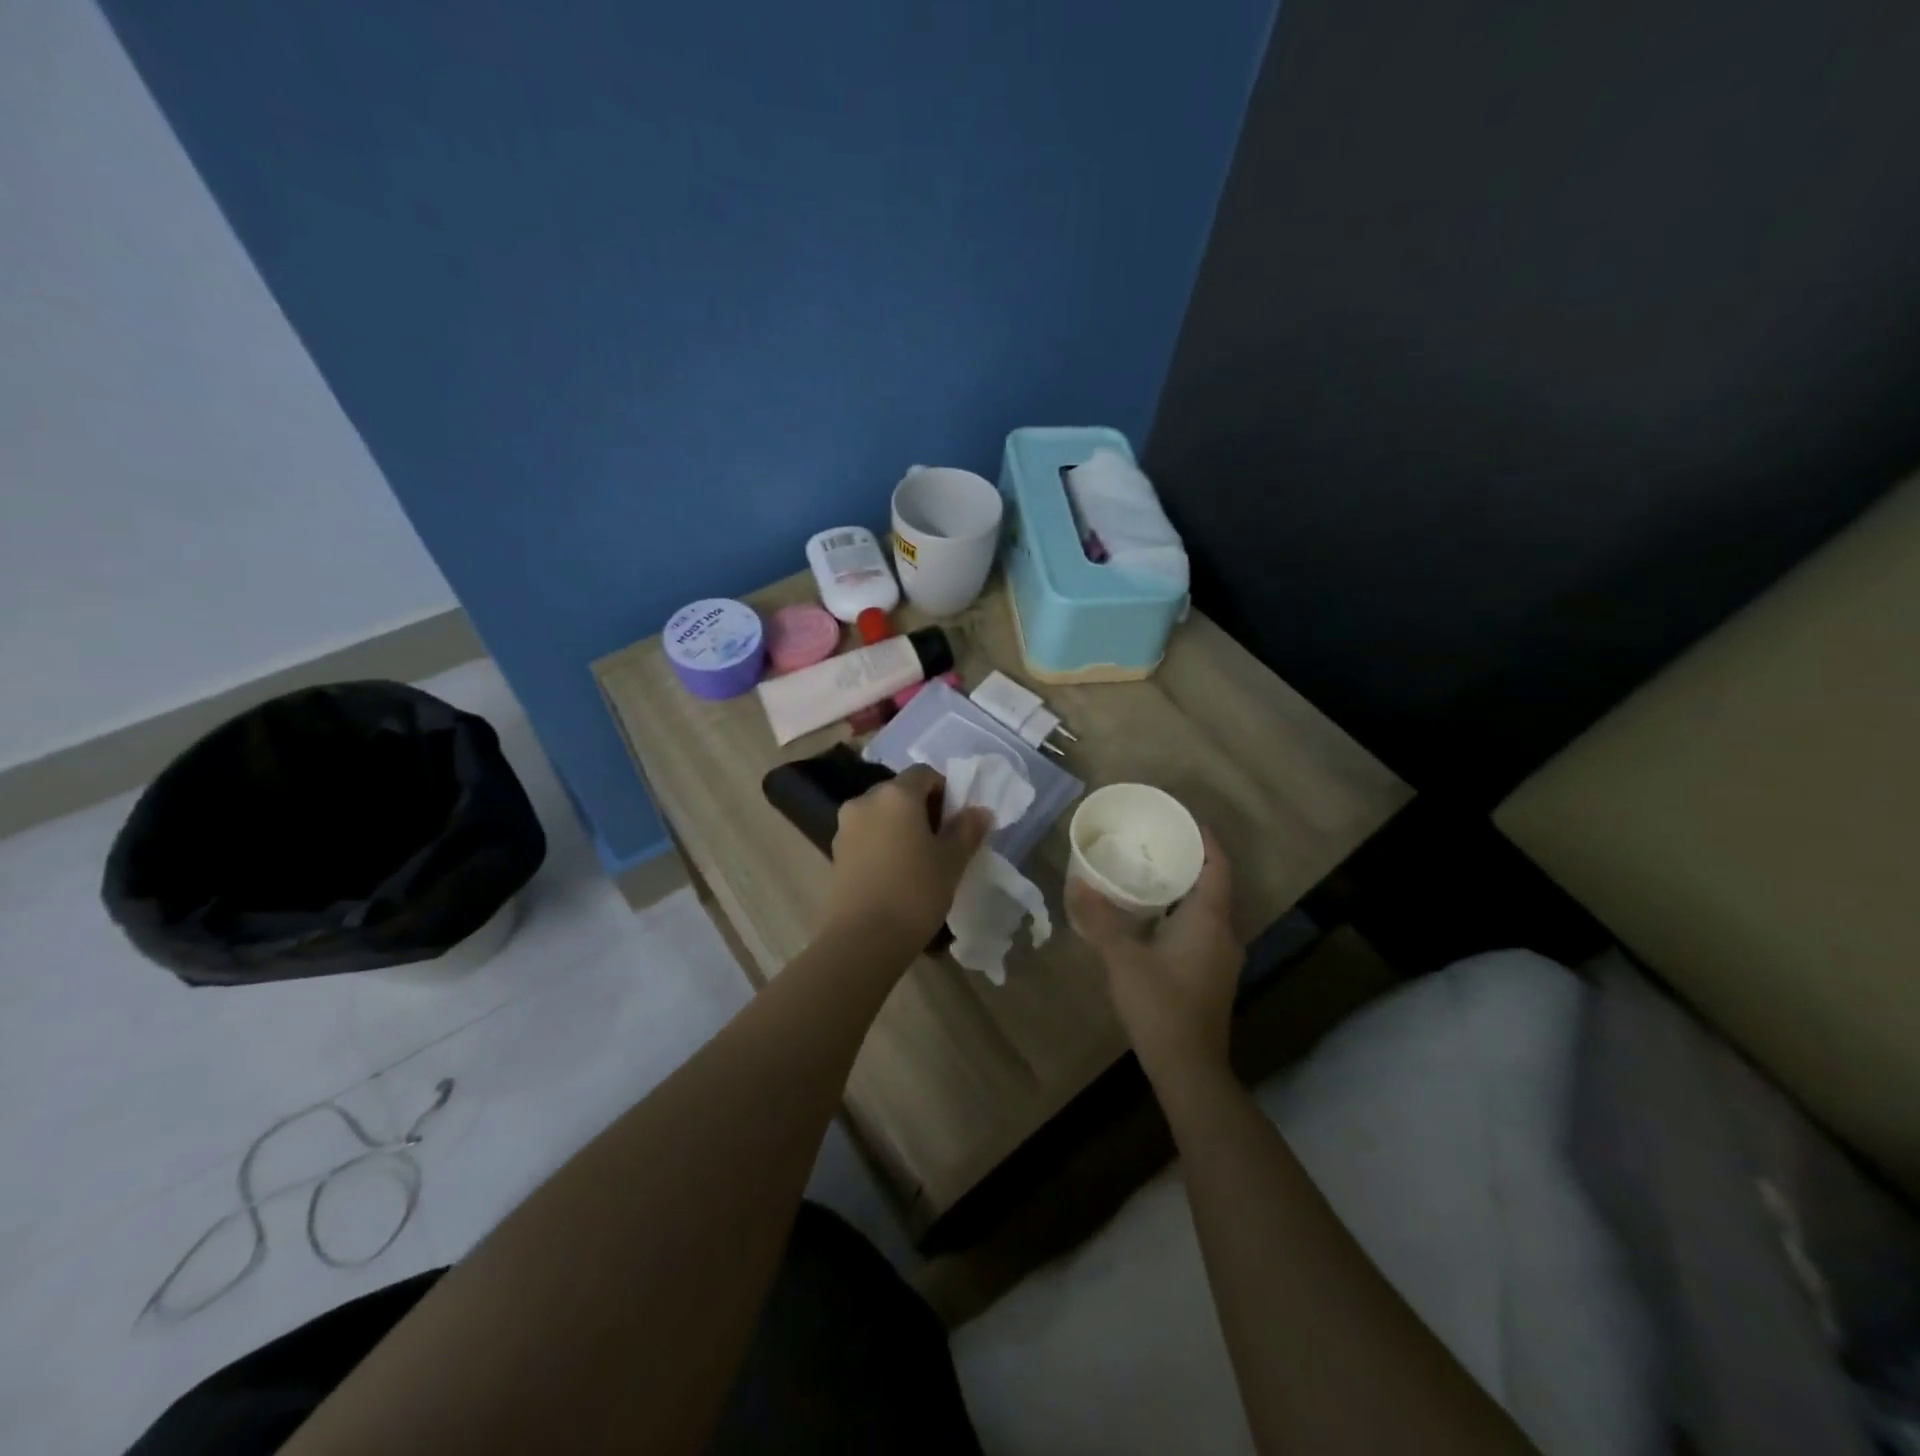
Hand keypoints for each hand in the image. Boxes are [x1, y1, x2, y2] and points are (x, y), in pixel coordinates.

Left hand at [824, 765, 993, 949]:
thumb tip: (979, 811)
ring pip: (882, 814)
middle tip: (941, 841)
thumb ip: (967, 830)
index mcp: (896, 794)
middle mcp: (866, 801)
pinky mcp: (836, 852)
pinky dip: (883, 843)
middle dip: (923, 809)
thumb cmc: (915, 892)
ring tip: (918, 860)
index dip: (945, 790)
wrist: (863, 939)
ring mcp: (846, 826)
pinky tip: (895, 873)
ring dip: (901, 827)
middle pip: (900, 792)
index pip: (924, 774)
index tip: (956, 820)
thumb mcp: (952, 861)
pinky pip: (867, 835)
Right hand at [1066, 829, 1242, 1079]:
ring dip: (1185, 888)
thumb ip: (1099, 919)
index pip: (1217, 866)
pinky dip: (1183, 912)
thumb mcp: (1122, 958)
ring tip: (1150, 871)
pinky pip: (1202, 928)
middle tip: (1155, 841)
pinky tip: (1153, 917)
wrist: (1189, 1067)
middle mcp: (1224, 933)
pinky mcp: (1212, 975)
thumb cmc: (1160, 1005)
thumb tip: (1077, 883)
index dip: (1204, 839)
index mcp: (1209, 919)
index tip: (1181, 819)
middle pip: (1214, 884)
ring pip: (1208, 909)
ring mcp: (1221, 957)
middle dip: (1189, 860)